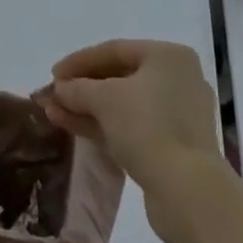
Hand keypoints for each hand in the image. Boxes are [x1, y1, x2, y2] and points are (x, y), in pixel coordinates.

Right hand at [38, 39, 224, 239]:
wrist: (189, 193)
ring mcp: (177, 115)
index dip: (79, 61)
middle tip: (53, 95)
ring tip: (54, 113)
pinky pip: (132, 126)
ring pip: (124, 104)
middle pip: (119, 77)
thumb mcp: (105, 100)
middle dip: (82, 87)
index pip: (115, 50)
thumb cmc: (148, 128)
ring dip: (88, 107)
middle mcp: (177, 79)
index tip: (53, 74)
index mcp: (169, 57)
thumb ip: (77, 88)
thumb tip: (59, 89)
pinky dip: (104, 125)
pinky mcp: (173, 146)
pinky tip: (74, 127)